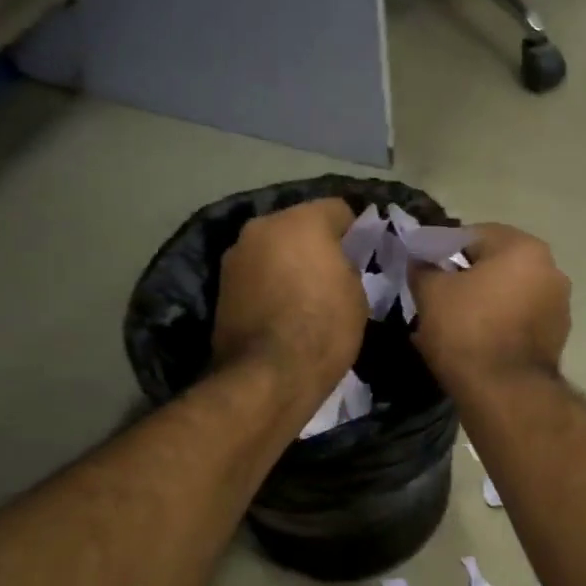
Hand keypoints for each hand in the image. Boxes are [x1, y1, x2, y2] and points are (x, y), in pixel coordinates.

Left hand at [211, 198, 365, 401]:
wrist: (268, 376)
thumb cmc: (324, 330)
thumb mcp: (357, 295)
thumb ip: (349, 266)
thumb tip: (340, 263)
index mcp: (302, 221)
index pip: (339, 209)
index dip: (356, 231)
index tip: (365, 255)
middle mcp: (263, 226)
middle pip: (299, 225)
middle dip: (316, 244)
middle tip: (334, 274)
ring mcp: (236, 254)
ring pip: (273, 248)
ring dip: (288, 262)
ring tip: (304, 295)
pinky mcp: (221, 285)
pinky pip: (256, 272)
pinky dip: (269, 282)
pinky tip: (281, 309)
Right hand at [408, 224, 570, 391]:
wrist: (504, 392)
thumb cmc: (467, 331)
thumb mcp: (431, 293)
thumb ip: (424, 269)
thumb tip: (421, 262)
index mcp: (524, 248)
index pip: (474, 235)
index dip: (443, 251)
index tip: (425, 270)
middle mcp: (551, 270)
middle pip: (497, 264)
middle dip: (467, 277)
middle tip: (438, 296)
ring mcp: (559, 305)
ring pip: (510, 293)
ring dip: (485, 302)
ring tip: (455, 323)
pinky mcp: (558, 337)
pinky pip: (520, 320)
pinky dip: (500, 324)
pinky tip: (477, 342)